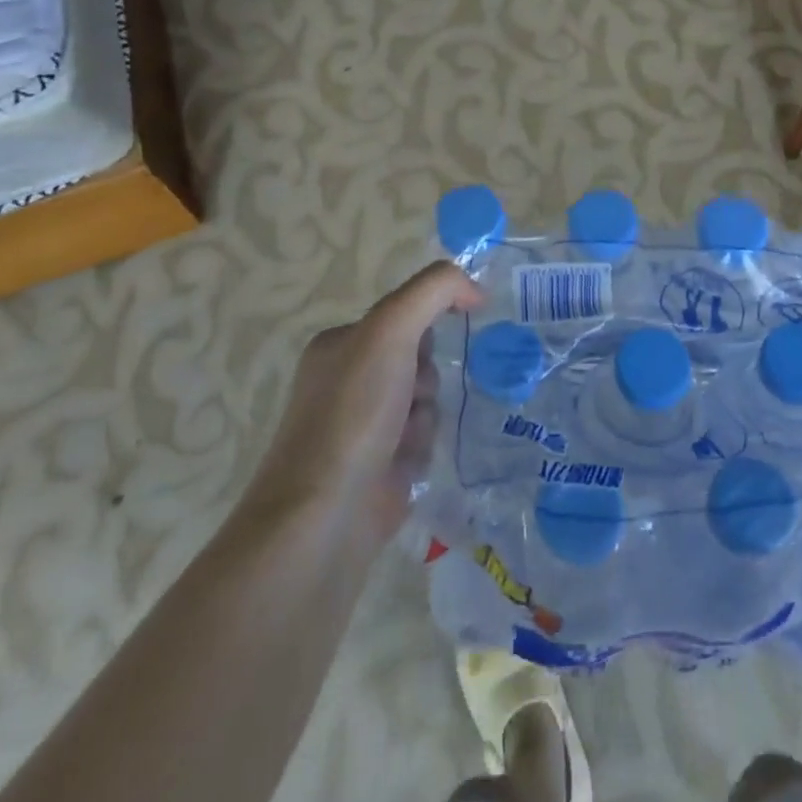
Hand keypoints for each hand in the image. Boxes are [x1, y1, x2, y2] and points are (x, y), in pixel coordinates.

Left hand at [245, 262, 482, 544]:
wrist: (327, 513)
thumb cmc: (354, 412)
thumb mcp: (391, 329)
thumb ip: (433, 290)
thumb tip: (475, 289)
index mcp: (340, 345)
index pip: (404, 315)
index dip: (427, 324)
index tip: (446, 337)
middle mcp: (348, 380)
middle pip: (419, 358)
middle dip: (424, 377)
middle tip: (410, 395)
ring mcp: (363, 425)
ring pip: (426, 400)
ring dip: (425, 416)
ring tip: (403, 439)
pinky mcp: (380, 465)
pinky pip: (423, 438)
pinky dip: (421, 448)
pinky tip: (403, 465)